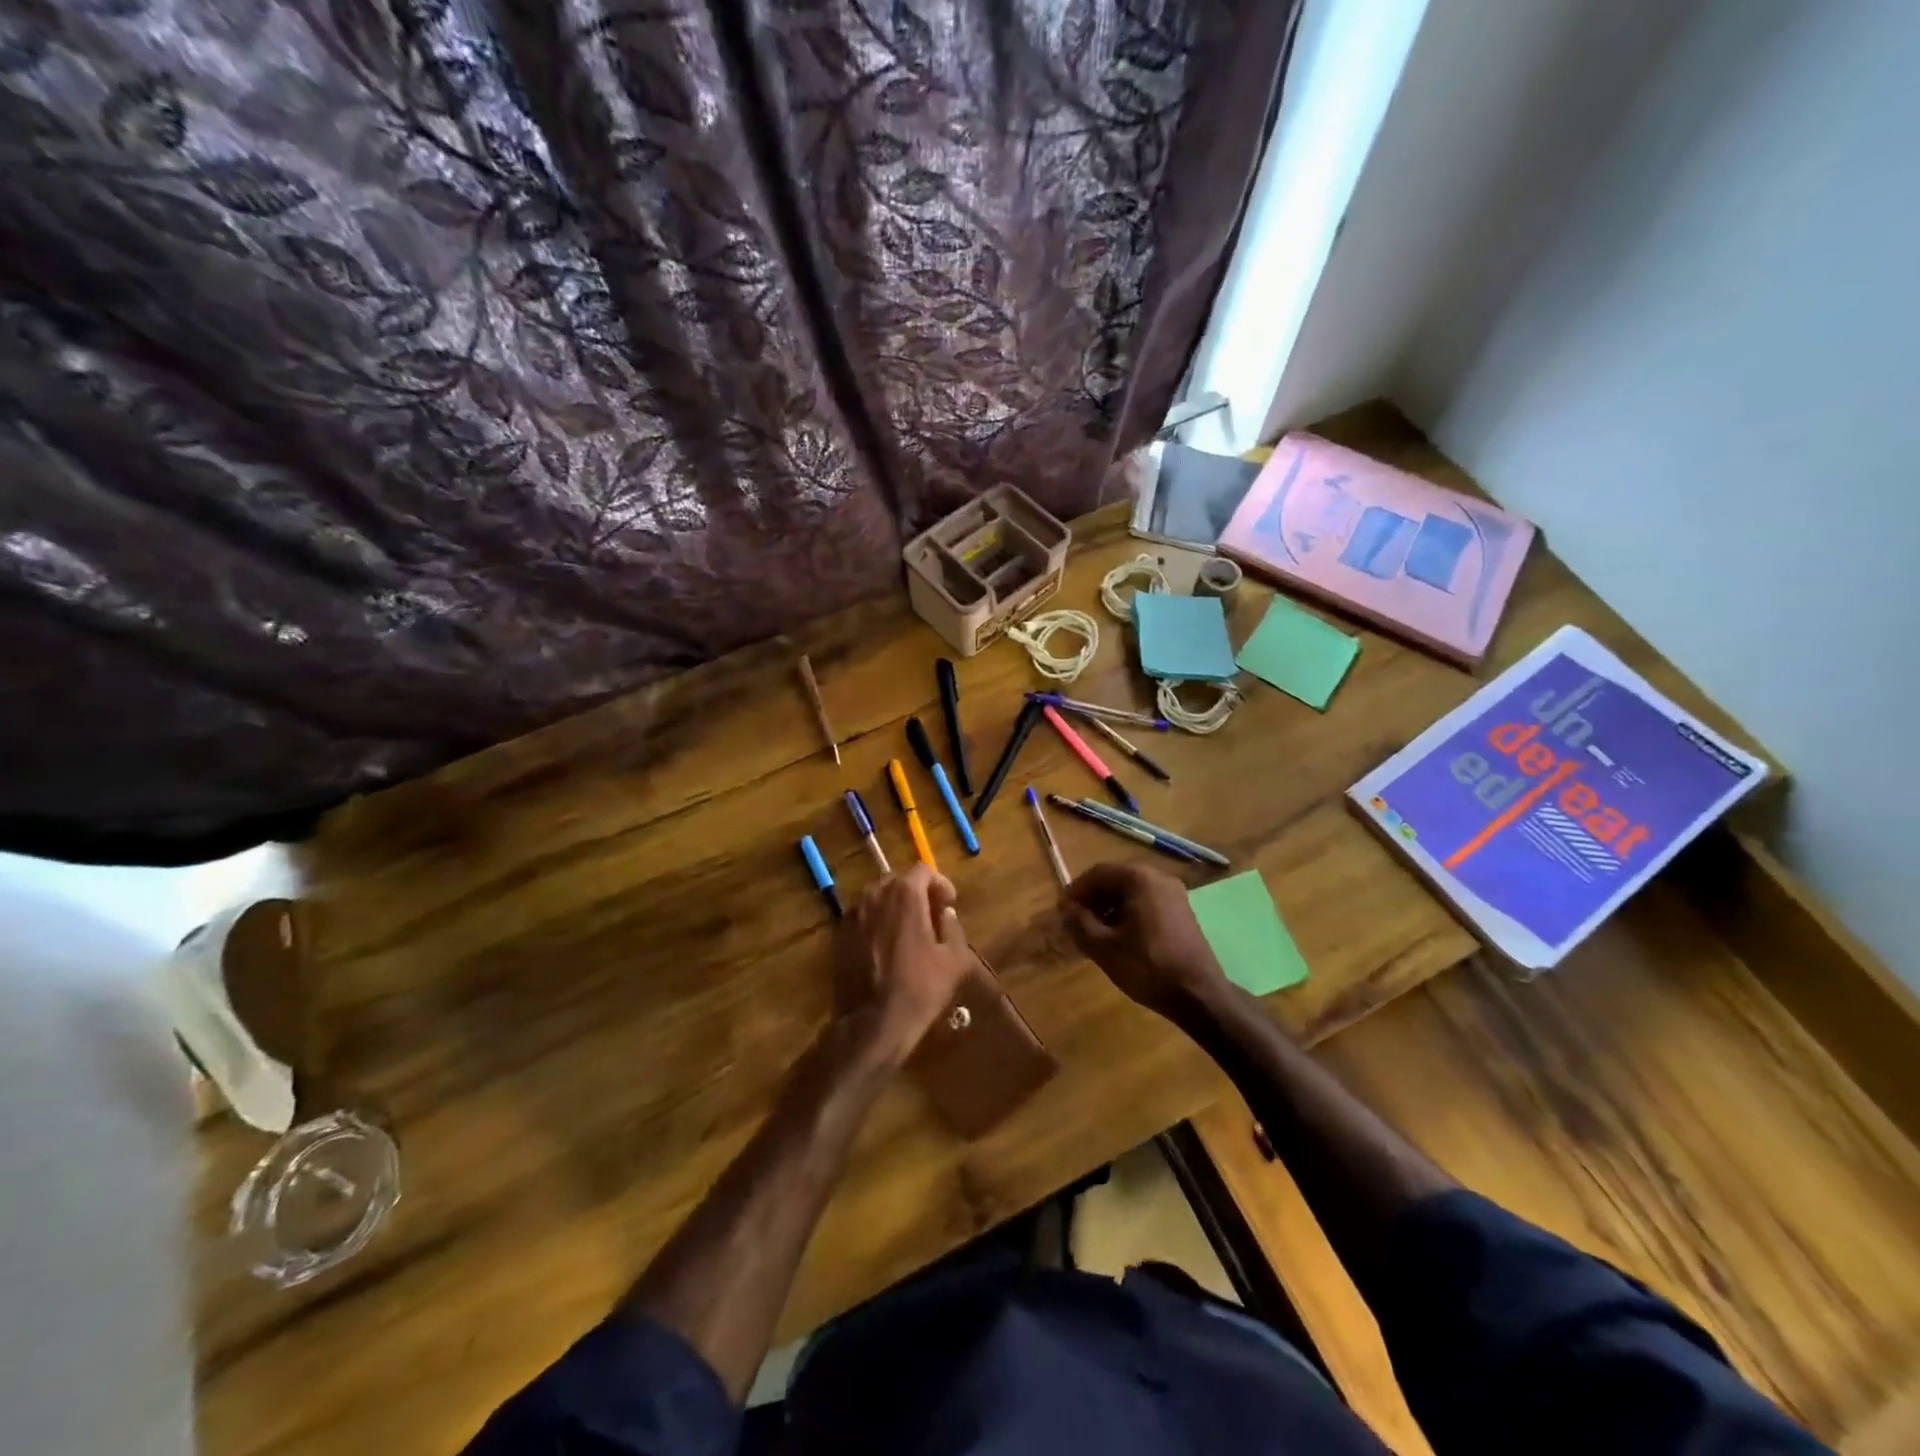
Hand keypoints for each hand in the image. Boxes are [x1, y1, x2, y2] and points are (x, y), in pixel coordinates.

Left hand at [834, 866, 976, 1065]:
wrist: (872, 1023)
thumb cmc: (919, 989)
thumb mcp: (954, 960)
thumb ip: (953, 927)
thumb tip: (946, 913)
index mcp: (905, 895)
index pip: (923, 870)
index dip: (940, 884)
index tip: (948, 904)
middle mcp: (875, 895)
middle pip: (898, 881)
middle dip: (916, 893)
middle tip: (930, 916)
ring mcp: (852, 914)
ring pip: (877, 897)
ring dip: (894, 906)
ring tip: (907, 931)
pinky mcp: (839, 934)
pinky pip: (862, 916)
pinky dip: (876, 922)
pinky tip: (886, 946)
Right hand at [1061, 862, 1229, 1018]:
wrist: (1198, 995)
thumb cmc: (1148, 966)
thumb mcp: (1104, 947)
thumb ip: (1079, 923)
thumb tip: (1067, 910)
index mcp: (1140, 879)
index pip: (1098, 873)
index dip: (1076, 891)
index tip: (1063, 912)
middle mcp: (1159, 878)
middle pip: (1116, 880)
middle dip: (1093, 900)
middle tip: (1076, 923)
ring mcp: (1175, 895)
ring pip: (1132, 892)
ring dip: (1110, 908)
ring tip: (1095, 933)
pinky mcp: (1182, 912)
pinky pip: (1147, 903)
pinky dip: (1128, 914)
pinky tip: (1119, 938)